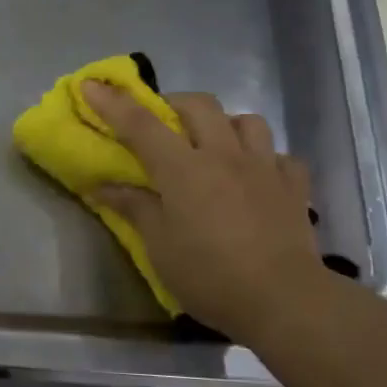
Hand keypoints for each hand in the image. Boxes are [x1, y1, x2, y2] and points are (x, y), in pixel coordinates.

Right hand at [82, 83, 331, 339]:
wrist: (284, 300)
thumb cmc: (210, 276)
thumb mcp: (160, 247)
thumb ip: (134, 208)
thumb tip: (102, 187)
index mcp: (183, 169)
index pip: (140, 124)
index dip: (113, 103)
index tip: (91, 85)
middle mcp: (224, 155)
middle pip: (199, 105)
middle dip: (174, 103)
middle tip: (161, 124)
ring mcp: (264, 167)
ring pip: (247, 121)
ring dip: (225, 125)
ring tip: (214, 145)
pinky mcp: (294, 187)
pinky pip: (281, 156)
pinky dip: (266, 159)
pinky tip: (257, 176)